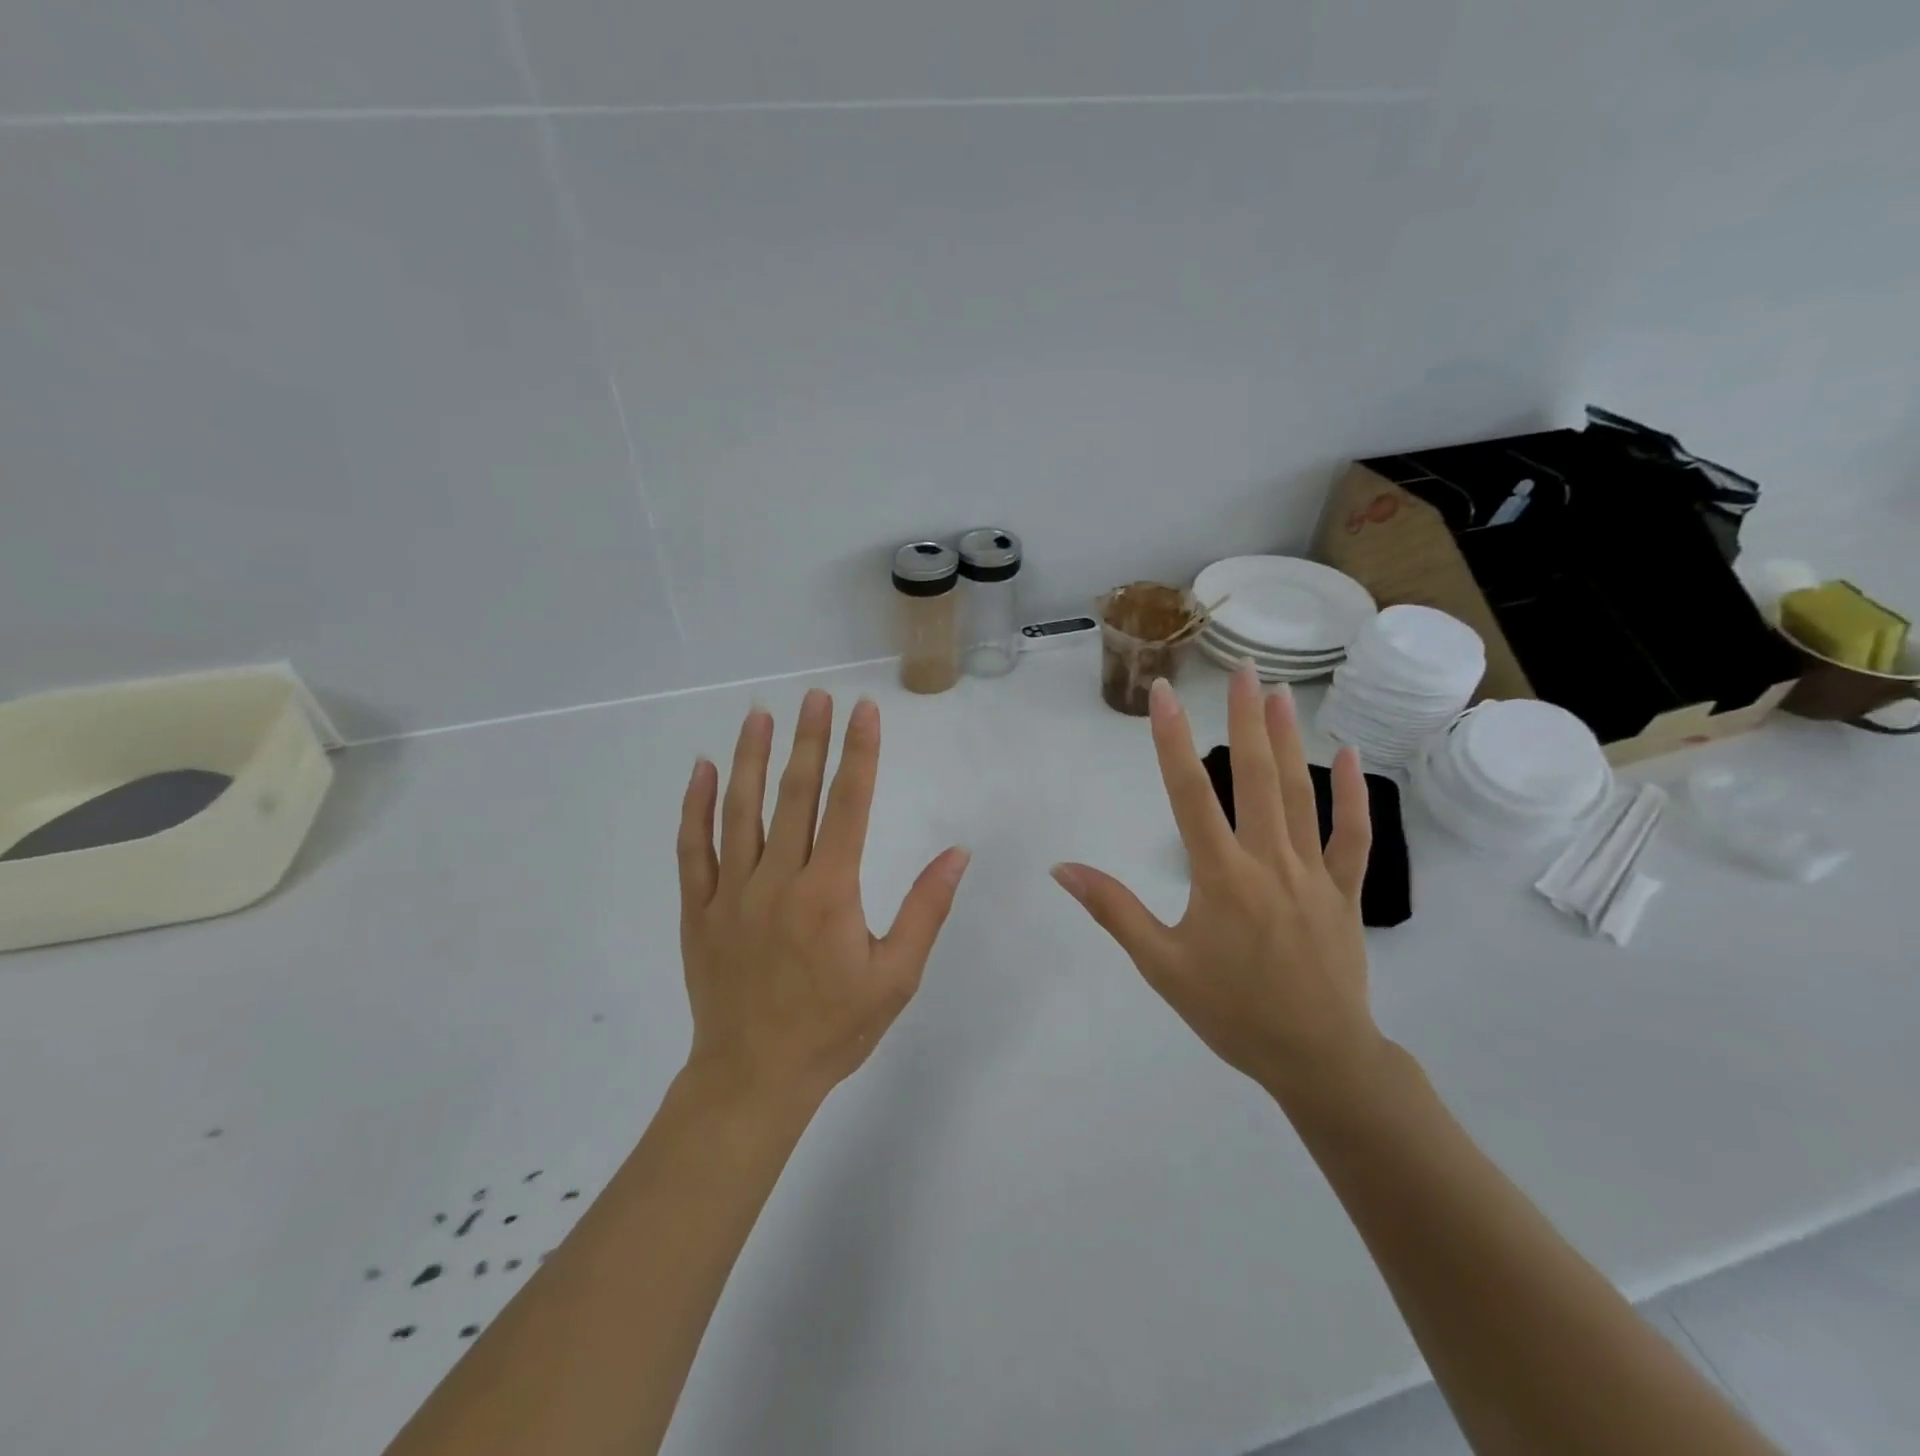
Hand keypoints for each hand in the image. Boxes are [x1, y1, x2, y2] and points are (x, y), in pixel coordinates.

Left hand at [678, 690, 970, 1105]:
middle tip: (815, 696)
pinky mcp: (697, 910)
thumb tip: (957, 854)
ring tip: (760, 715)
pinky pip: (692, 849)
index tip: (864, 711)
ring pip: (739, 810)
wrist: (754, 1078)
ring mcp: (730, 893)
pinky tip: (700, 770)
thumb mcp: (896, 976)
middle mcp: (777, 880)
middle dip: (809, 740)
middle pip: (795, 795)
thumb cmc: (833, 1029)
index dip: (859, 753)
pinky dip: (694, 806)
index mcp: (828, 892)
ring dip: (751, 758)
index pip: (848, 805)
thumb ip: (925, 910)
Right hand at [1051, 666, 1384, 1107]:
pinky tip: (1350, 757)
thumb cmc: (1232, 1012)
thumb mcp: (1161, 966)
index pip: (1190, 795)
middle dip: (1245, 719)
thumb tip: (1063, 868)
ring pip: (1302, 795)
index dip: (1172, 740)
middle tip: (1241, 668)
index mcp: (1221, 877)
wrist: (1318, 1058)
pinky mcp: (1345, 891)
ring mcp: (1314, 873)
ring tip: (1279, 694)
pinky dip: (1353, 796)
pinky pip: (1353, 836)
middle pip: (1256, 778)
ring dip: (1291, 741)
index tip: (1164, 694)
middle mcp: (1268, 862)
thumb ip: (1114, 910)